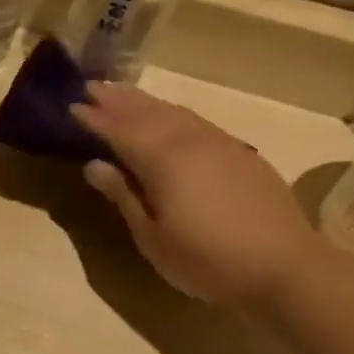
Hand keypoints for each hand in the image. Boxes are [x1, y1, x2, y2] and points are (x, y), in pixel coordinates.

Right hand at [70, 82, 326, 305]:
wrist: (283, 266)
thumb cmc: (205, 259)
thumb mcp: (151, 236)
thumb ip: (123, 196)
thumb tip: (95, 165)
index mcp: (163, 160)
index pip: (120, 131)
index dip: (94, 118)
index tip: (70, 105)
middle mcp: (191, 141)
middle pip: (148, 113)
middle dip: (117, 100)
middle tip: (91, 86)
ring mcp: (220, 145)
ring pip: (175, 113)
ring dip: (145, 102)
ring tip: (122, 95)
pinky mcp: (241, 155)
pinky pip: (196, 123)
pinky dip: (172, 114)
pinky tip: (168, 119)